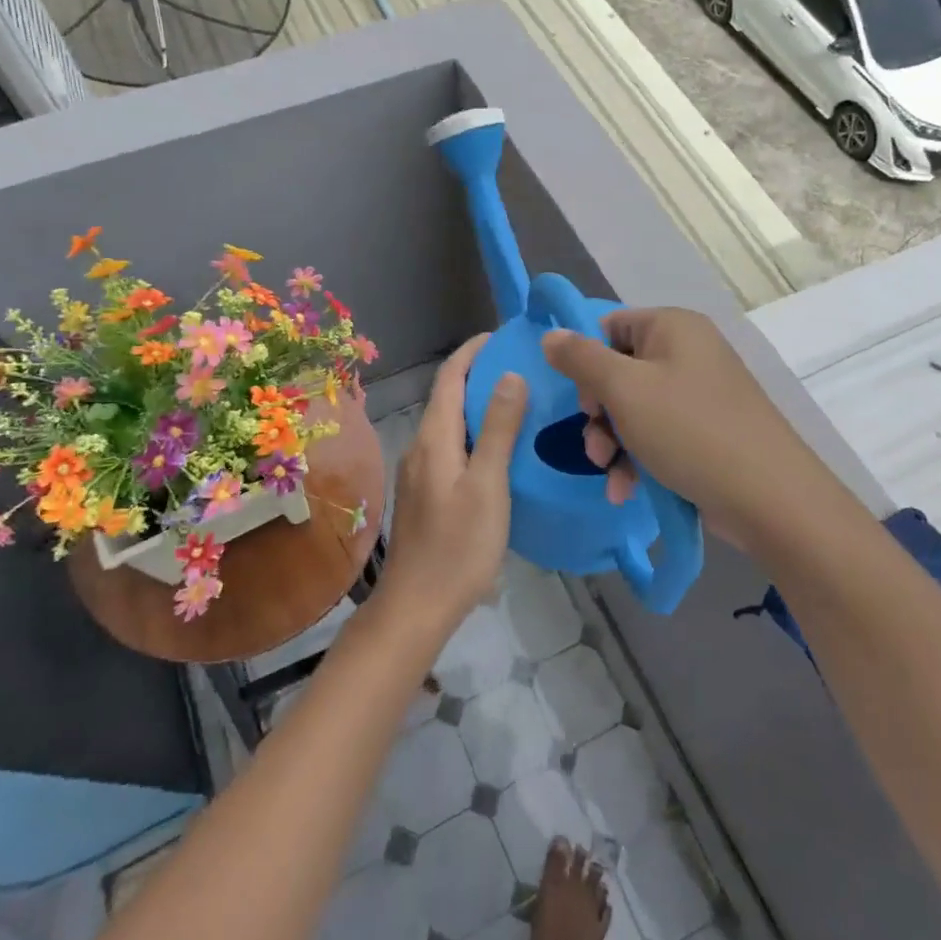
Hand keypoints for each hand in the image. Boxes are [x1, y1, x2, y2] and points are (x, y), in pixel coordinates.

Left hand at [376, 334, 528, 630]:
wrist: (418, 604)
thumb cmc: (458, 545)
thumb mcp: (488, 485)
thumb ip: (499, 429)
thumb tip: (509, 374)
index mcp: (434, 437)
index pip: (450, 377)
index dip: (472, 351)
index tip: (501, 335)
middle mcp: (421, 445)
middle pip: (448, 396)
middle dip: (479, 374)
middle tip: (522, 365)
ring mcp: (420, 470)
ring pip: (450, 422)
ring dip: (478, 404)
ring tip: (519, 400)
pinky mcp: (426, 491)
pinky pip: (451, 445)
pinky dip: (475, 432)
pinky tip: (500, 447)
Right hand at [543, 308, 814, 553]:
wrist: (769, 498)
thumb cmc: (689, 430)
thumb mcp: (624, 390)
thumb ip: (581, 359)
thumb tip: (550, 334)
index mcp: (673, 327)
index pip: (609, 327)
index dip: (586, 362)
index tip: (583, 401)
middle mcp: (688, 352)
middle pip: (619, 371)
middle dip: (599, 413)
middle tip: (595, 446)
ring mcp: (700, 393)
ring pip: (634, 408)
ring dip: (613, 442)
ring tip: (610, 474)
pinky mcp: (707, 431)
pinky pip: (658, 434)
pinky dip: (638, 458)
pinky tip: (626, 490)